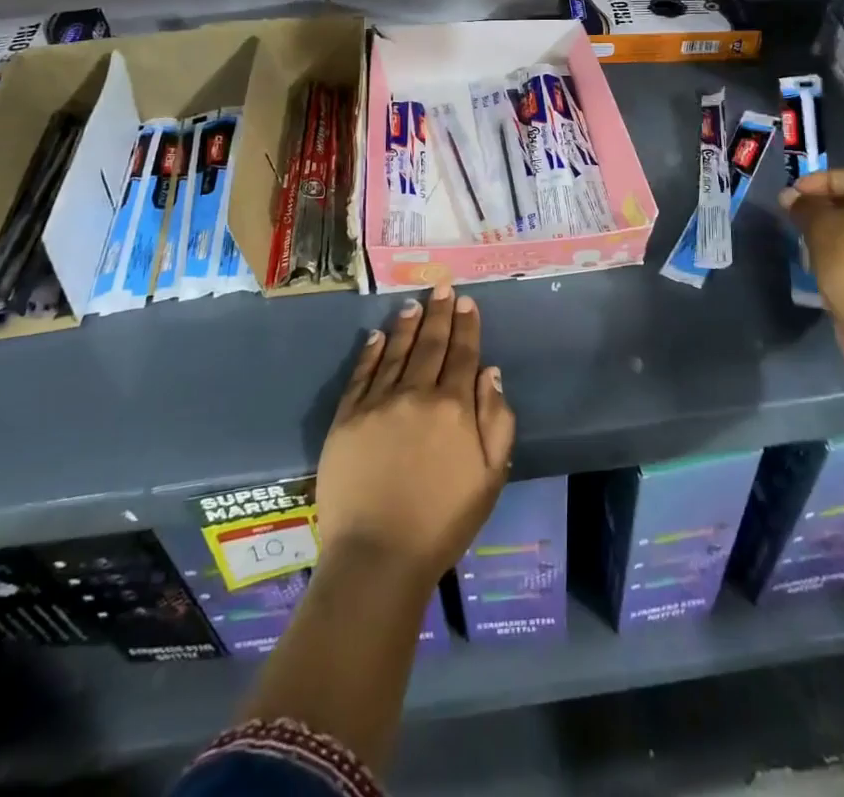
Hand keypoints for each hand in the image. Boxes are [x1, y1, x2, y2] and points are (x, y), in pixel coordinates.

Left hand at [316, 286, 516, 588]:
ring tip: (414, 302)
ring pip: (395, 351)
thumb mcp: (490, 476)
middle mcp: (416, 394)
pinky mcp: (347, 418)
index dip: (467, 326)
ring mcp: (377, 403)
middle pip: (430, 344)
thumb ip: (496, 419)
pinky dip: (371, 351)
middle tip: (442, 287)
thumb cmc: (443, 522)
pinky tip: (377, 335)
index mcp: (453, 407)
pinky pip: (361, 374)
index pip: (463, 354)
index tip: (467, 301)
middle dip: (439, 313)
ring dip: (407, 324)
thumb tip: (490, 371)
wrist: (378, 556)